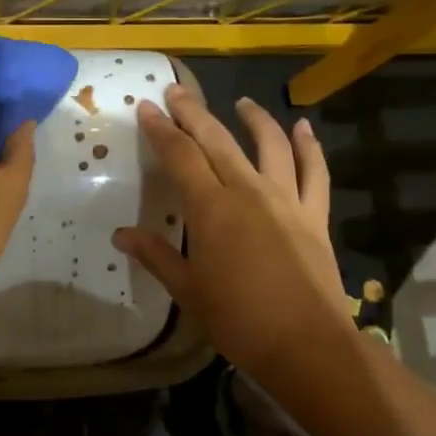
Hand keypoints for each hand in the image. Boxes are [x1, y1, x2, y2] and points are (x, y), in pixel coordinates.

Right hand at [114, 86, 349, 378]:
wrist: (306, 343)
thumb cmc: (237, 319)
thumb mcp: (188, 290)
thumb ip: (156, 256)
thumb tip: (120, 235)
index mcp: (211, 209)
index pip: (180, 157)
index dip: (162, 131)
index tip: (148, 107)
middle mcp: (248, 191)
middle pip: (217, 141)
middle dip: (194, 113)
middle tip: (177, 92)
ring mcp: (286, 200)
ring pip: (269, 146)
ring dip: (253, 119)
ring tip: (241, 103)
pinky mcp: (314, 215)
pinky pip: (314, 172)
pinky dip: (309, 147)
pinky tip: (303, 127)